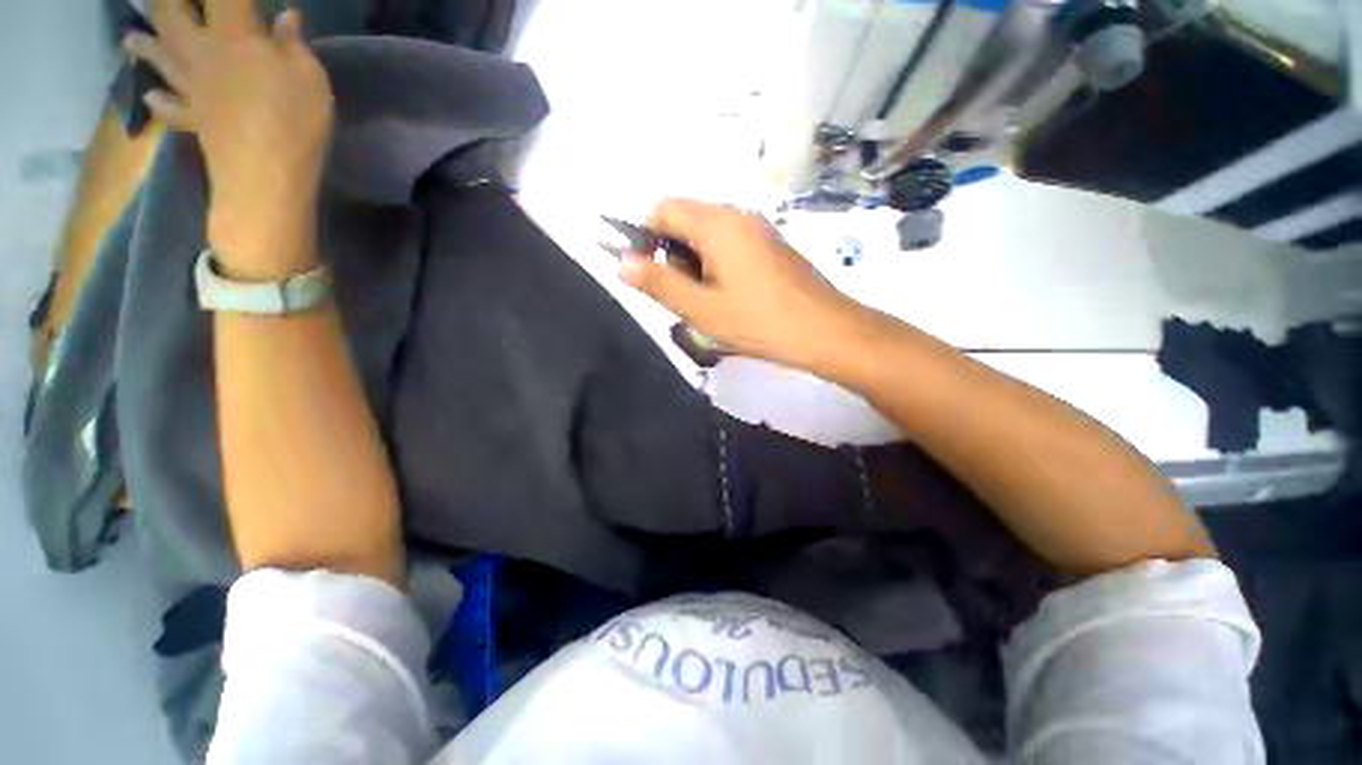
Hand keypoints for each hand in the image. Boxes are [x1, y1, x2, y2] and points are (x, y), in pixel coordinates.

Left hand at [123, 0, 333, 272]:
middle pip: (171, 15)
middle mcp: (201, 52)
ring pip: (159, 58)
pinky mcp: (194, 120)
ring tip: (131, 38)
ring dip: (144, 45)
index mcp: (233, 35)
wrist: (265, 175)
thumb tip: (286, 16)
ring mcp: (192, 88)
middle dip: (169, 2)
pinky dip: (159, 100)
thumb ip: (294, 44)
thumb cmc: (294, 120)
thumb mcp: (310, 77)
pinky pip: (169, 107)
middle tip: (165, 0)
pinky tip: (151, 97)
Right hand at [619, 200, 862, 370]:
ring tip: (708, 302)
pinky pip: (730, 244)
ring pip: (708, 235)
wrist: (825, 331)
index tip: (651, 277)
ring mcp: (758, 228)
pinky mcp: (771, 244)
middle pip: (686, 220)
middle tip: (684, 298)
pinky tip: (730, 297)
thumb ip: (658, 283)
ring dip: (695, 264)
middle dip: (673, 255)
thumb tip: (621, 261)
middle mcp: (737, 214)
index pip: (663, 209)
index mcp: (716, 222)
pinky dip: (717, 265)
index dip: (646, 238)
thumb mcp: (701, 309)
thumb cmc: (759, 322)